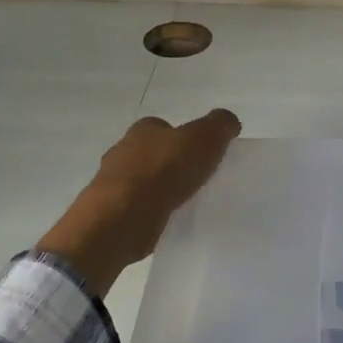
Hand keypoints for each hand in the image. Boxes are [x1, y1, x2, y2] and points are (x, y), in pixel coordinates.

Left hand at [38, 110, 241, 294]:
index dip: (184, 138)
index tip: (201, 155)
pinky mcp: (112, 211)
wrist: (124, 215)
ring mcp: (113, 182)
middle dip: (171, 164)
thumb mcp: (205, 138)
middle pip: (152, 153)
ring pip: (143, 181)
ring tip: (185, 203)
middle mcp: (123, 150)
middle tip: (196, 180)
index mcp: (143, 129)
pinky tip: (167, 220)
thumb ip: (220, 125)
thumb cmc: (165, 170)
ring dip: (160, 189)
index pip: (164, 127)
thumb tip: (229, 122)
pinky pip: (138, 207)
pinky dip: (151, 211)